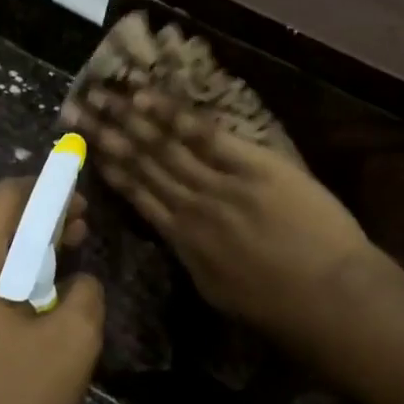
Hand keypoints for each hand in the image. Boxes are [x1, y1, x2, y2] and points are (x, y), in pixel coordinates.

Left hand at [0, 178, 104, 403]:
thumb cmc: (8, 401)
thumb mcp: (71, 343)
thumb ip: (84, 295)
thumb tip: (77, 283)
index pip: (6, 196)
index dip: (48, 190)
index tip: (82, 205)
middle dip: (38, 225)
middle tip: (79, 237)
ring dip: (21, 259)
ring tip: (60, 278)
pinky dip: (0, 286)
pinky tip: (27, 317)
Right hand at [63, 86, 383, 352]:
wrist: (329, 298)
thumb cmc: (279, 307)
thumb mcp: (219, 291)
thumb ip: (193, 257)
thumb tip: (176, 237)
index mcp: (181, 242)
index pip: (136, 195)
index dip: (108, 167)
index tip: (84, 146)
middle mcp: (189, 207)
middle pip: (140, 164)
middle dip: (105, 134)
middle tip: (74, 109)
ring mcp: (218, 184)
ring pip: (162, 146)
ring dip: (127, 118)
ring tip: (99, 96)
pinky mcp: (251, 165)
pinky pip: (203, 135)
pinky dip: (171, 115)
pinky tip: (144, 97)